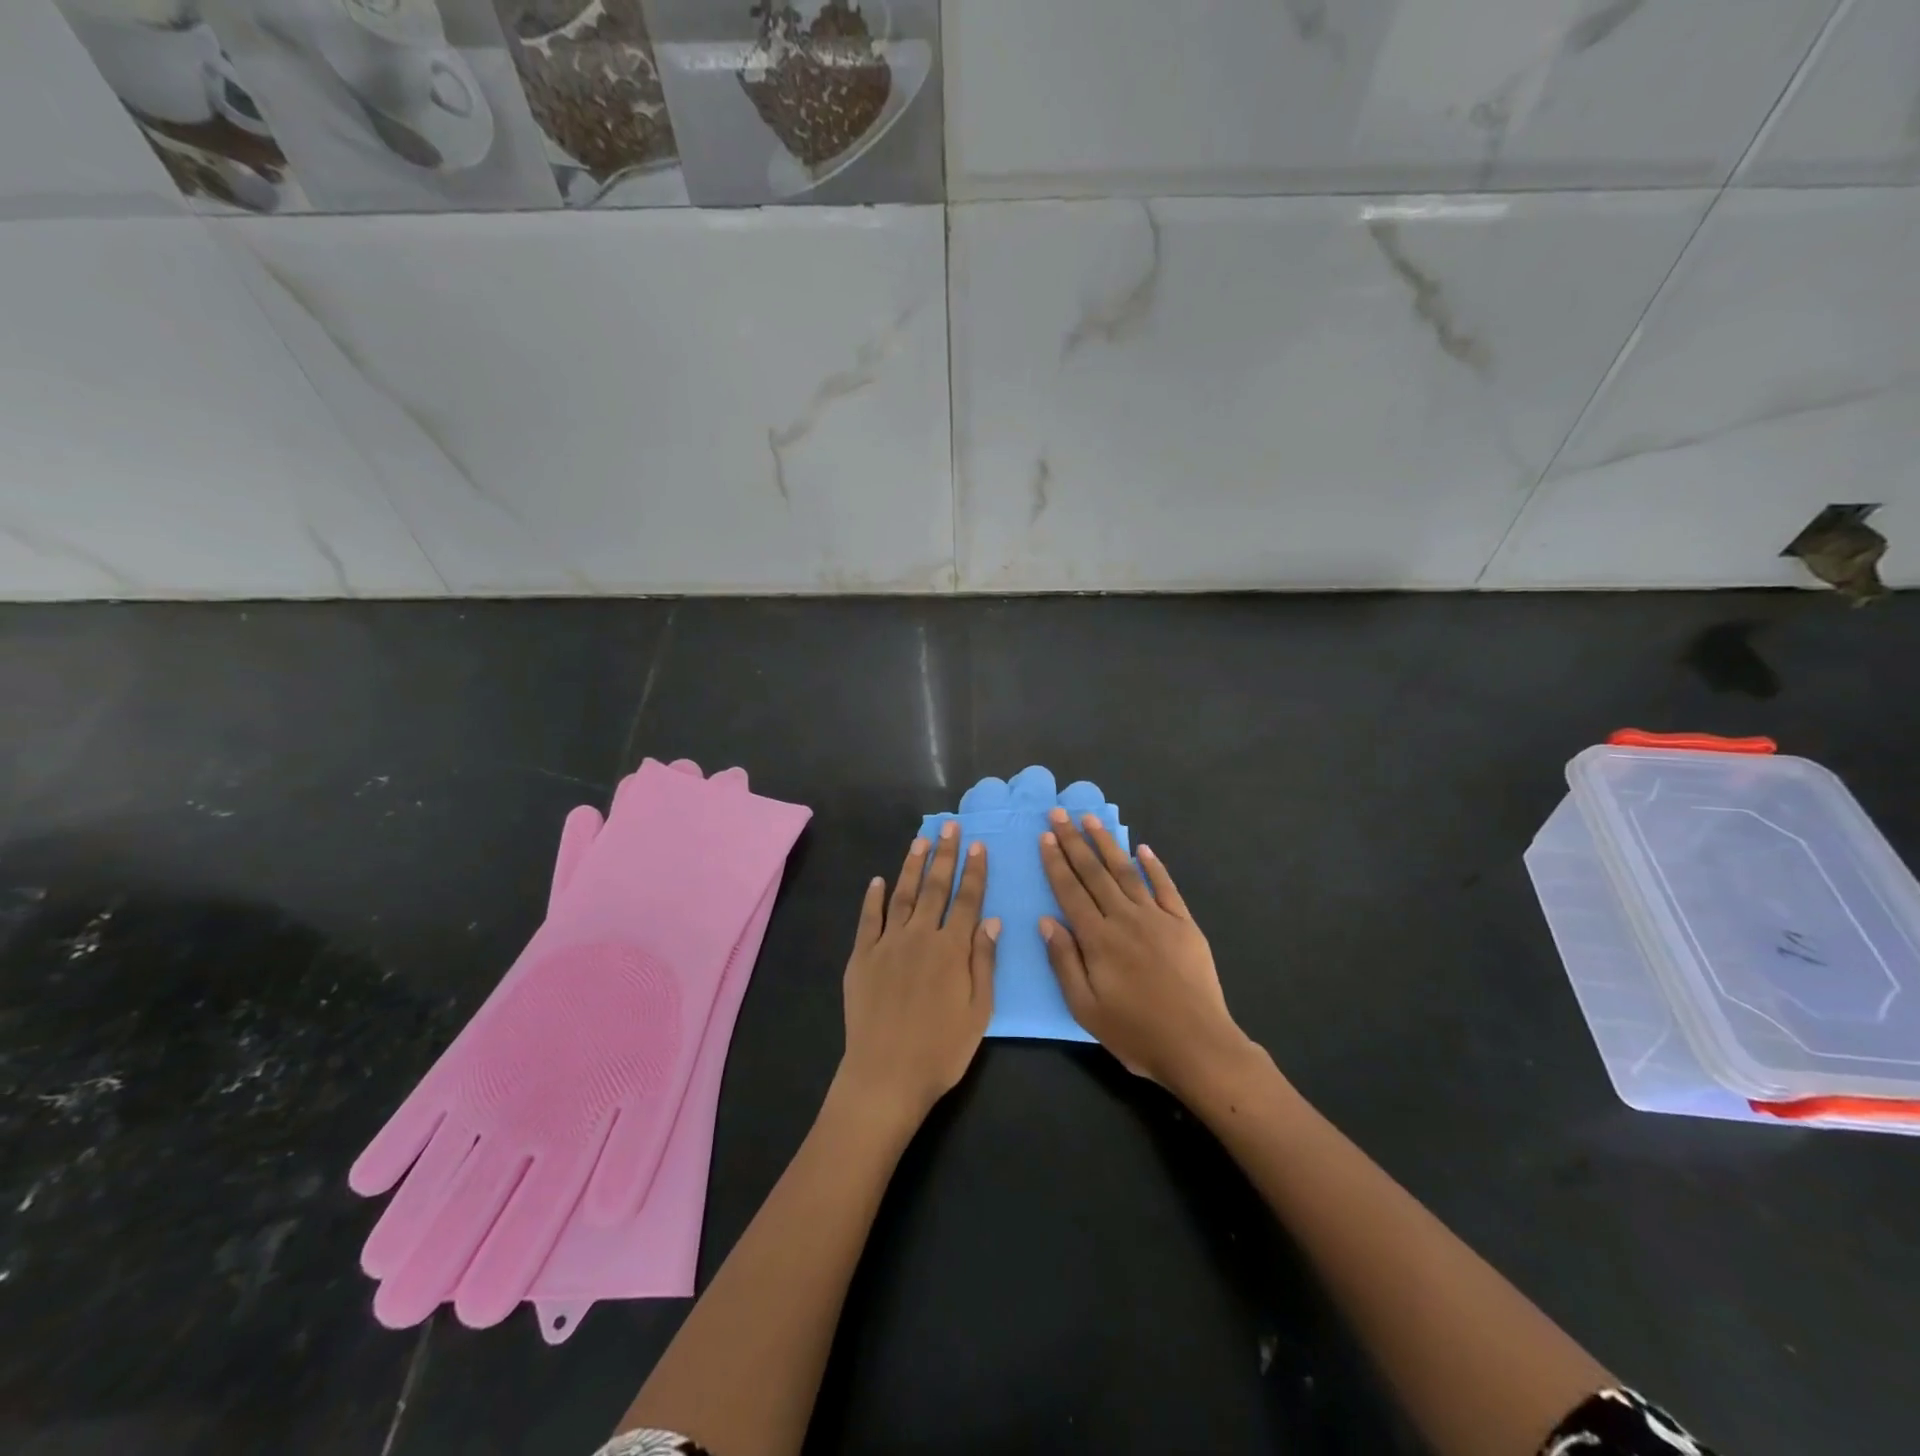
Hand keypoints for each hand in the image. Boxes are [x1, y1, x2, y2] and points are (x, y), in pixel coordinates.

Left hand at [837, 823, 997, 1127]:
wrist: (886, 1074)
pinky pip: (868, 919)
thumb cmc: (941, 1050)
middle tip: (950, 827)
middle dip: (945, 855)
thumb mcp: (978, 1012)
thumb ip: (984, 963)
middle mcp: (920, 936)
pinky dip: (872, 898)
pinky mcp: (861, 956)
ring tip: (920, 841)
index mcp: (952, 949)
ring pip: (902, 895)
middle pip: (935, 888)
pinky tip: (877, 880)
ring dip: (912, 866)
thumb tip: (991, 920)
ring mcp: (887, 944)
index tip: (978, 845)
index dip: (974, 871)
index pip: (967, 900)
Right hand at [1039, 810, 1254, 1095]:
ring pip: (1126, 872)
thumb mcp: (1085, 1008)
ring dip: (1107, 844)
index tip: (1045, 836)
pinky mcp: (1184, 924)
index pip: (1070, 891)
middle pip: (1094, 873)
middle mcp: (1125, 918)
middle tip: (1059, 813)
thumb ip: (1064, 961)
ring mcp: (1157, 917)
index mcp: (1097, 938)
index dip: (1056, 862)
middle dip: (1074, 841)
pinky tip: (1143, 849)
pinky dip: (1154, 866)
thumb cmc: (1135, 1032)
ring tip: (1091, 819)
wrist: (1198, 1045)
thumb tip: (1047, 921)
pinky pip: (1166, 887)